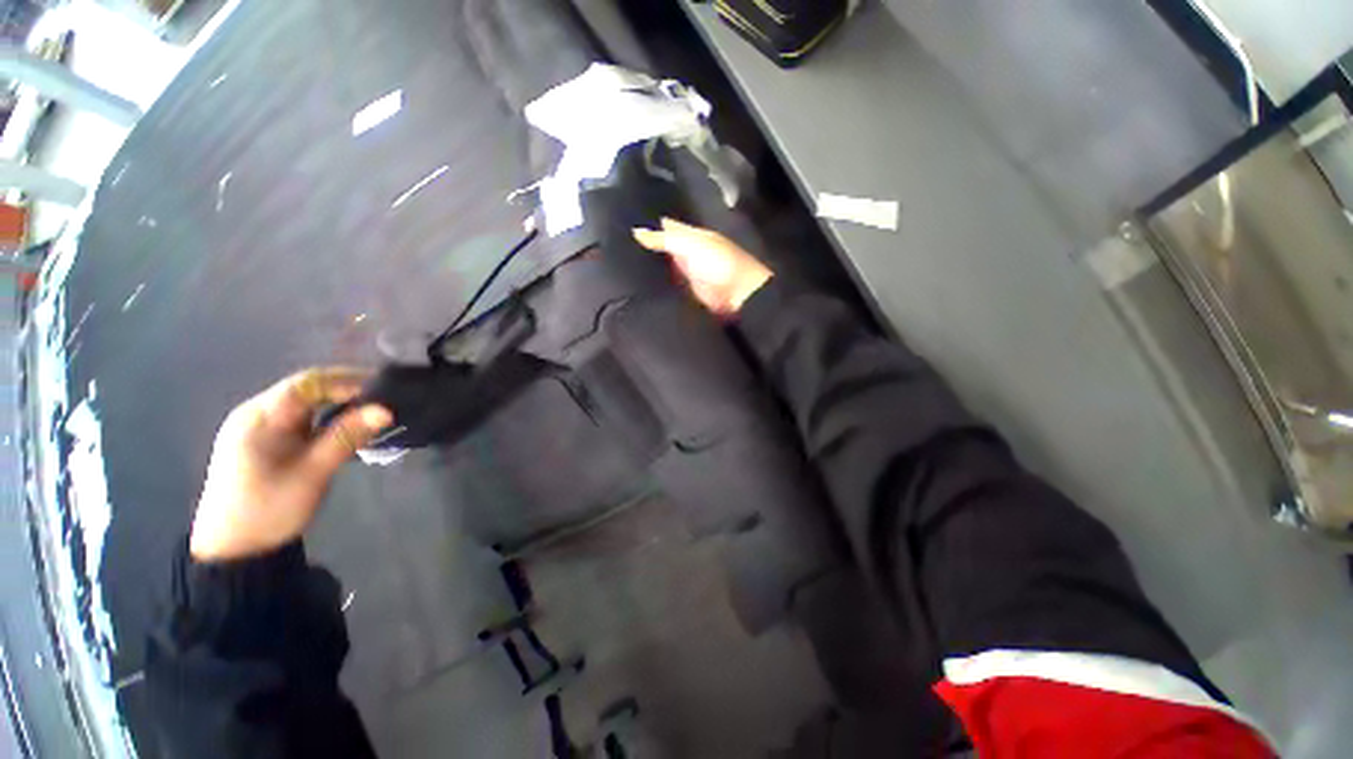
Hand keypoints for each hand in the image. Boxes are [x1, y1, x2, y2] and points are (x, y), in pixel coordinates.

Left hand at [190, 368, 392, 562]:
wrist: (234, 549)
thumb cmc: (269, 509)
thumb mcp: (312, 474)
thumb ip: (346, 437)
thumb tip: (386, 410)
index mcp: (260, 418)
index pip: (307, 383)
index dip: (346, 381)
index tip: (384, 388)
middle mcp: (257, 414)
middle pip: (306, 388)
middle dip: (346, 388)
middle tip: (386, 395)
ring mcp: (260, 427)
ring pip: (305, 402)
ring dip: (339, 401)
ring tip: (374, 407)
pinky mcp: (267, 439)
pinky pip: (302, 416)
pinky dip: (328, 414)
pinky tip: (348, 423)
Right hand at [633, 218, 772, 315]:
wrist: (738, 295)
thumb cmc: (716, 263)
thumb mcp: (689, 245)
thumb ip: (663, 239)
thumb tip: (635, 231)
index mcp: (692, 234)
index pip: (667, 224)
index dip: (650, 221)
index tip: (624, 218)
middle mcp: (689, 250)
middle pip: (665, 245)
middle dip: (647, 243)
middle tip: (618, 242)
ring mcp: (689, 271)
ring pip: (665, 264)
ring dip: (650, 263)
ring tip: (622, 260)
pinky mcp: (688, 291)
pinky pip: (670, 282)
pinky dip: (658, 281)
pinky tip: (639, 282)